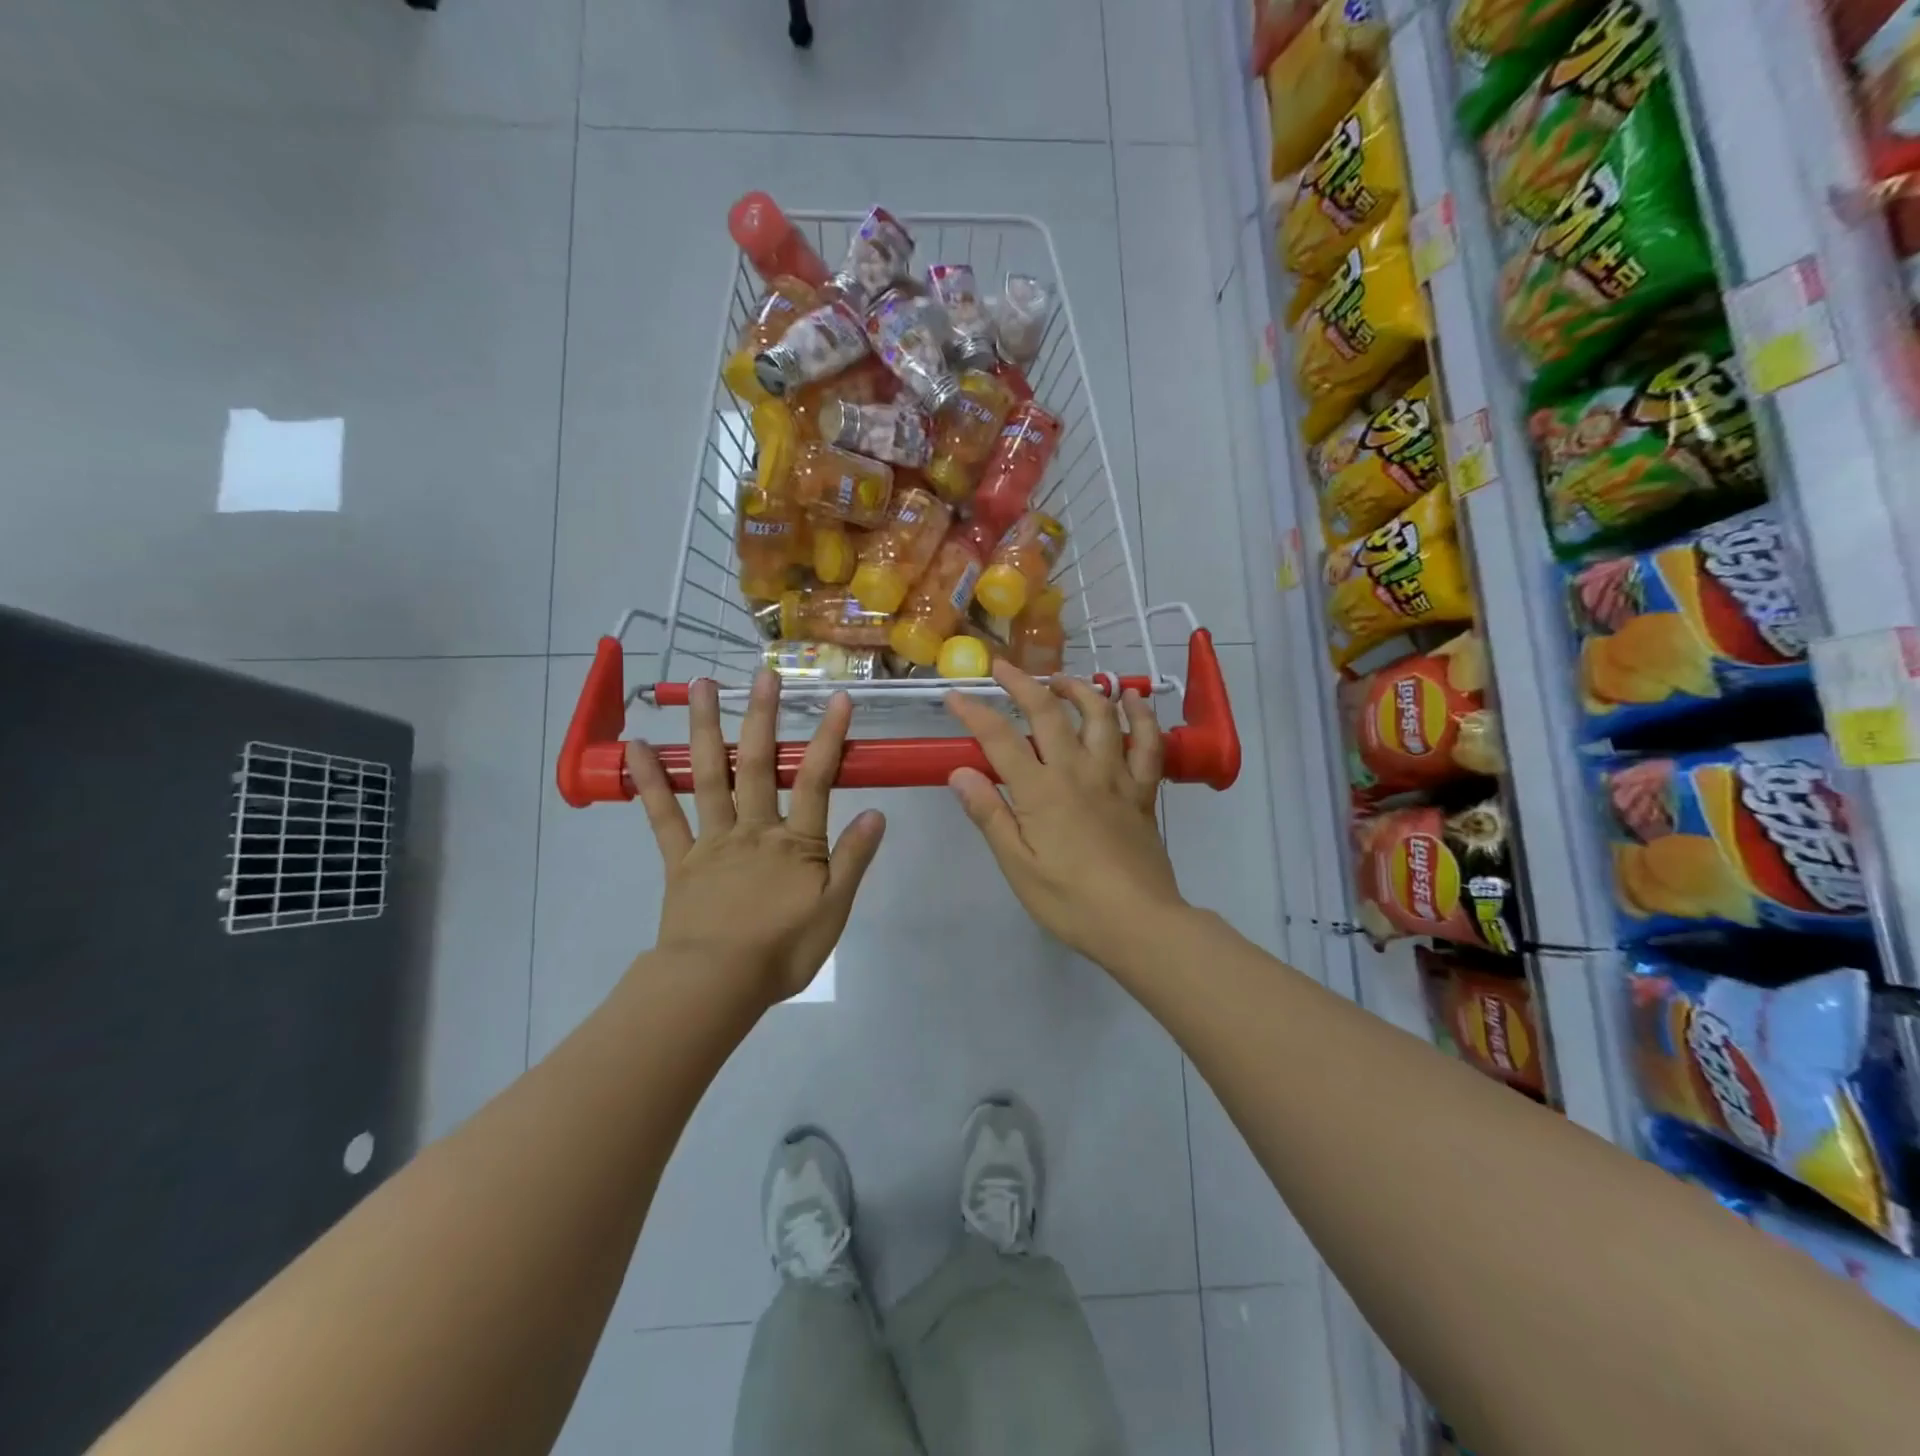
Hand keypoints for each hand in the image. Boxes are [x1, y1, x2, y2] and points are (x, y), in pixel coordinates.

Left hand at [625, 670, 885, 1005]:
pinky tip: (637, 748)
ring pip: (709, 777)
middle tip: (761, 675)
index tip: (837, 698)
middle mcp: (753, 829)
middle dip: (761, 717)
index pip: (816, 779)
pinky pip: (662, 817)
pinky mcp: (680, 861)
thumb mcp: (834, 910)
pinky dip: (649, 782)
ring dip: (705, 729)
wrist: (716, 985)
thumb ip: (854, 859)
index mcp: (794, 842)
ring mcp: (712, 841)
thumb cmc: (783, 951)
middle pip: (757, 765)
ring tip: (699, 686)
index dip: (827, 737)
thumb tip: (876, 812)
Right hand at [944, 661, 1185, 967]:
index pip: (1000, 738)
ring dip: (1079, 688)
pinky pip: (1147, 743)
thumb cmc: (1070, 901)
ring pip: (1100, 716)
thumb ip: (990, 815)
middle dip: (1022, 683)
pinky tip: (1133, 699)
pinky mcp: (1142, 790)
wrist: (1139, 923)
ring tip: (1060, 679)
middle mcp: (1077, 771)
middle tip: (1003, 667)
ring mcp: (1115, 777)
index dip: (974, 713)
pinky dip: (1142, 716)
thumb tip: (960, 772)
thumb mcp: (1018, 866)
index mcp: (1041, 791)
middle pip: (1048, 713)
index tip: (954, 696)